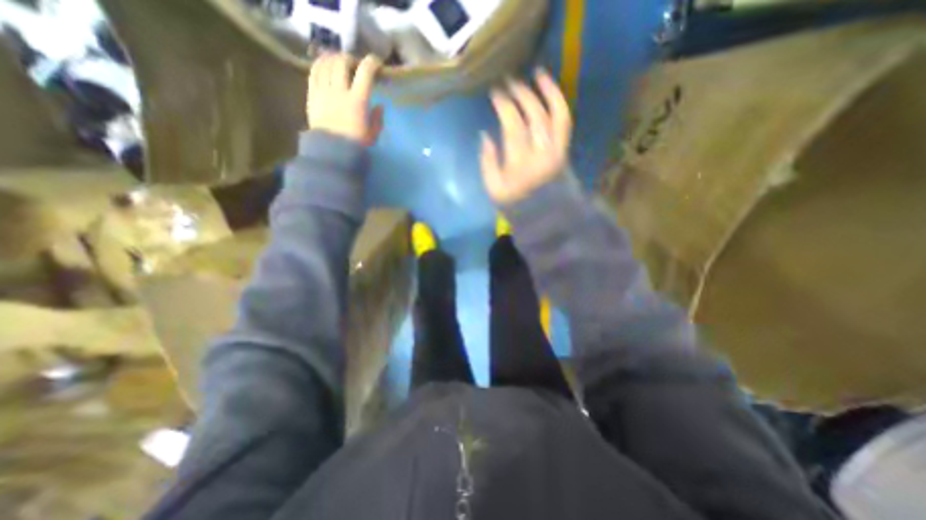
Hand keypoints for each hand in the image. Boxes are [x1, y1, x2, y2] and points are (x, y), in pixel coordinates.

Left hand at [306, 53, 383, 145]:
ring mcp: (323, 91)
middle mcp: (339, 91)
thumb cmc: (355, 145)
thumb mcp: (373, 135)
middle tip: (355, 65)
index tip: (377, 64)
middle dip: (350, 59)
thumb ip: (377, 119)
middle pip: (342, 62)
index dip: (372, 63)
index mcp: (358, 101)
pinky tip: (324, 66)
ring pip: (326, 63)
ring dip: (334, 59)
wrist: (331, 152)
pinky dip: (320, 64)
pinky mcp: (312, 95)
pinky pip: (314, 72)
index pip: (365, 72)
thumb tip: (379, 106)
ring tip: (339, 63)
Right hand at [485, 69, 571, 202]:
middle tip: (508, 82)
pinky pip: (564, 121)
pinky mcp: (564, 149)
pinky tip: (550, 91)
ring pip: (554, 113)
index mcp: (520, 164)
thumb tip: (486, 135)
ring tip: (536, 73)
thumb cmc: (515, 204)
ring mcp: (556, 150)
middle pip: (533, 115)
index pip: (513, 126)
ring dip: (545, 91)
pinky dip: (558, 103)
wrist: (544, 216)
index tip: (494, 92)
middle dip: (520, 94)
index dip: (504, 105)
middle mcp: (541, 153)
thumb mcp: (494, 189)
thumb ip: (488, 162)